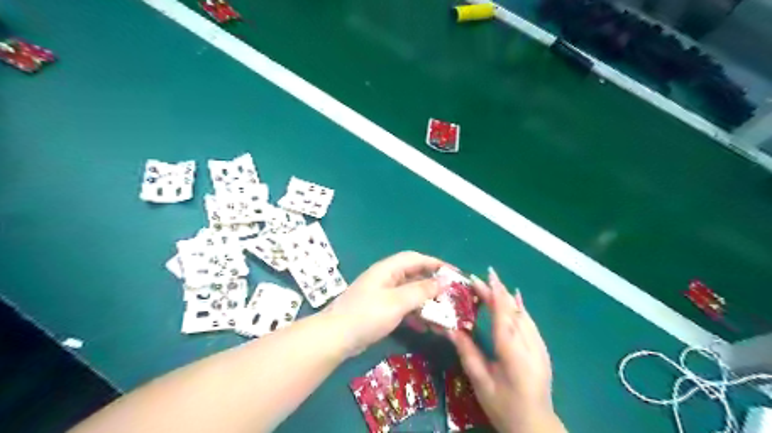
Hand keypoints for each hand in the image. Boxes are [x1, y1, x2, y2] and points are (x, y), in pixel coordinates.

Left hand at [324, 251, 446, 355]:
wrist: (336, 337)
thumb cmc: (368, 315)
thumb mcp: (397, 302)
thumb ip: (421, 291)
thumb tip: (443, 281)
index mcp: (388, 269)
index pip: (415, 259)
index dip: (435, 263)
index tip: (453, 273)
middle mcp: (386, 278)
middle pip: (414, 276)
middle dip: (433, 285)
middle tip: (451, 296)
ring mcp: (382, 294)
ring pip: (410, 293)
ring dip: (426, 302)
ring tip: (443, 314)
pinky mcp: (380, 310)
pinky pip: (403, 307)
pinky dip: (415, 313)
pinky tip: (426, 326)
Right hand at [447, 268, 565, 431]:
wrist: (536, 426)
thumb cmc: (504, 406)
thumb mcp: (481, 381)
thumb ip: (467, 353)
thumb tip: (450, 329)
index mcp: (512, 350)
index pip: (503, 314)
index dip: (494, 293)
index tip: (484, 275)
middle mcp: (529, 343)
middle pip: (512, 310)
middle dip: (497, 292)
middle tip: (479, 279)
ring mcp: (539, 346)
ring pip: (523, 314)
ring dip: (507, 297)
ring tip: (494, 284)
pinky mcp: (542, 350)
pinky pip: (530, 322)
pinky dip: (521, 308)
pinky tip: (517, 300)